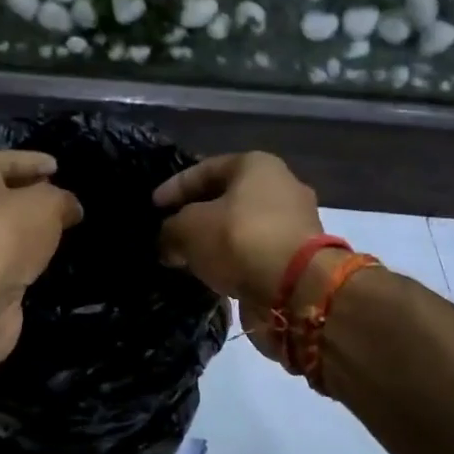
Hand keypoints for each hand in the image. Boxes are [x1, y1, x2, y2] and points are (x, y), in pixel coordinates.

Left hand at [0, 150, 82, 363]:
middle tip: (61, 198)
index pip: (7, 159)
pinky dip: (21, 254)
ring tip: (58, 229)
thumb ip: (62, 199)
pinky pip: (1, 255)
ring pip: (0, 227)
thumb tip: (71, 208)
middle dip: (29, 194)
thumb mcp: (47, 204)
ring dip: (25, 228)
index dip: (35, 161)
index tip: (58, 167)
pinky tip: (42, 257)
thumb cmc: (5, 235)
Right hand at [153, 152, 323, 359]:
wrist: (297, 288)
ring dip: (217, 243)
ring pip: (243, 228)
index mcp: (257, 165)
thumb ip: (170, 230)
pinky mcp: (299, 257)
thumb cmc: (241, 240)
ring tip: (188, 259)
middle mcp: (282, 186)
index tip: (153, 208)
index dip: (174, 187)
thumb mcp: (189, 229)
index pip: (205, 169)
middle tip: (170, 235)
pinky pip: (256, 254)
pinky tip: (215, 276)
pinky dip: (235, 263)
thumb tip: (167, 243)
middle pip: (227, 198)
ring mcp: (295, 223)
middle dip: (197, 217)